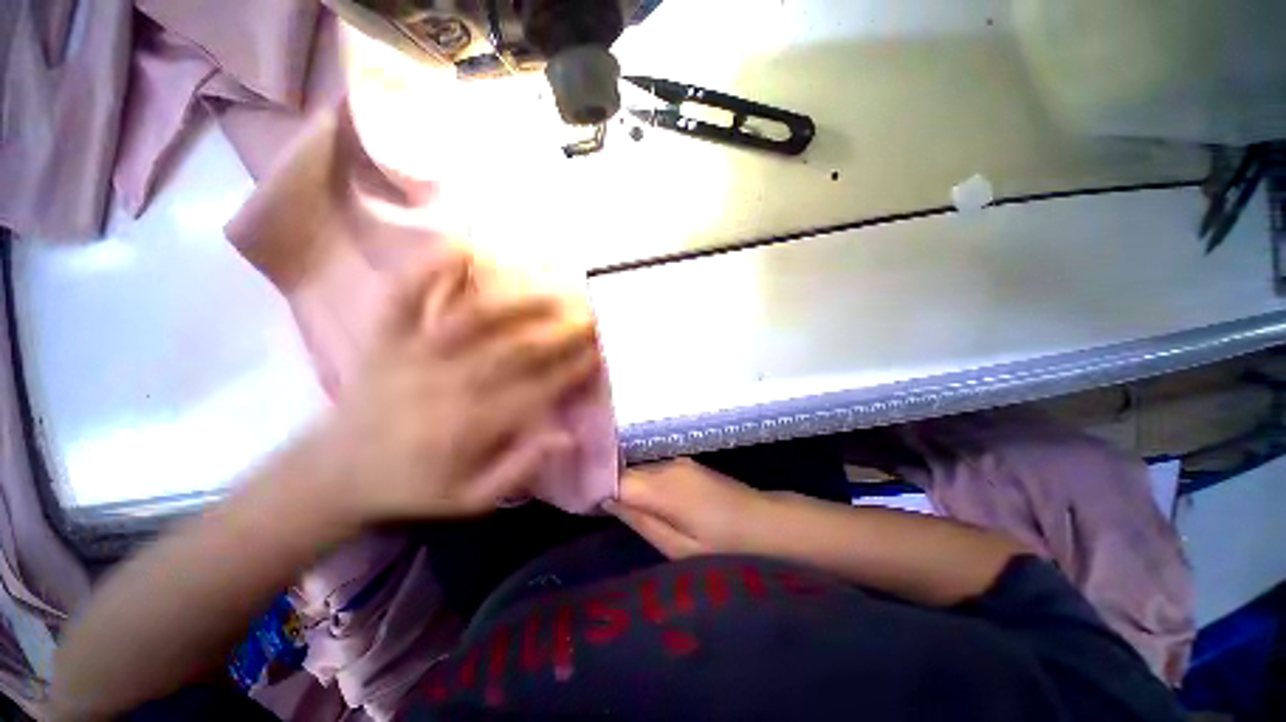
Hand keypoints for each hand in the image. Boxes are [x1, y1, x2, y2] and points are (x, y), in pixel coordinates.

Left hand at [316, 252, 602, 521]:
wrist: (336, 472)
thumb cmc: (413, 486)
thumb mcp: (471, 499)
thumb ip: (519, 468)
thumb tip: (566, 435)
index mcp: (471, 427)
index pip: (538, 389)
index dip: (574, 369)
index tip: (599, 352)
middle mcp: (448, 385)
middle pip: (517, 350)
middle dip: (562, 331)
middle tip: (592, 315)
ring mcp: (414, 354)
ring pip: (476, 318)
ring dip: (520, 300)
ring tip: (555, 286)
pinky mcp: (387, 337)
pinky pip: (407, 295)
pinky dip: (432, 267)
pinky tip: (464, 244)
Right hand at [608, 459, 776, 558]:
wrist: (768, 524)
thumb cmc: (725, 547)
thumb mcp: (679, 548)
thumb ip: (640, 520)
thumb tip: (607, 500)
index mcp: (664, 487)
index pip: (615, 478)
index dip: (594, 487)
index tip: (578, 500)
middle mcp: (668, 465)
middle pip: (626, 471)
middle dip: (608, 485)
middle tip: (594, 508)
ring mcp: (680, 461)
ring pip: (640, 470)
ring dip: (627, 484)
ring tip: (618, 507)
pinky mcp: (688, 464)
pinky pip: (655, 470)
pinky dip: (644, 483)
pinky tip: (647, 500)